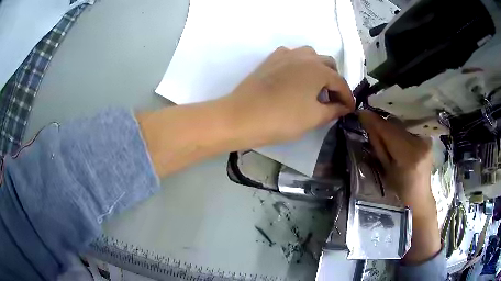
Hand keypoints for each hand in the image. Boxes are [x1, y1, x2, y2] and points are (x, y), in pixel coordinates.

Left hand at [219, 46, 353, 145]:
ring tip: (316, 87)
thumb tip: (344, 107)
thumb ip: (333, 110)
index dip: (347, 98)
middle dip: (335, 81)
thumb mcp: (313, 117)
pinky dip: (300, 64)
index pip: (340, 83)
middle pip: (328, 64)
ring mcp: (285, 55)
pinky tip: (296, 78)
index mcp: (318, 69)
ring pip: (310, 56)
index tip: (349, 109)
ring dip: (319, 69)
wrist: (242, 117)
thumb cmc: (282, 119)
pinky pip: (292, 56)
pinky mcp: (270, 60)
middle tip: (332, 99)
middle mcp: (304, 56)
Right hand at [358, 110, 440, 263]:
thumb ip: (378, 144)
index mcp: (409, 156)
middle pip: (397, 125)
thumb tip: (367, 122)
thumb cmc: (399, 193)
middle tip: (368, 119)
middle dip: (381, 121)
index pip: (390, 131)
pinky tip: (392, 129)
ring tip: (379, 125)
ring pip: (403, 124)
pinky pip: (410, 127)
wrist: (419, 199)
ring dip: (390, 123)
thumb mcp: (385, 171)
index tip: (361, 112)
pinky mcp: (428, 139)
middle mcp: (420, 144)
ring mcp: (426, 140)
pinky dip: (399, 127)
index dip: (375, 121)